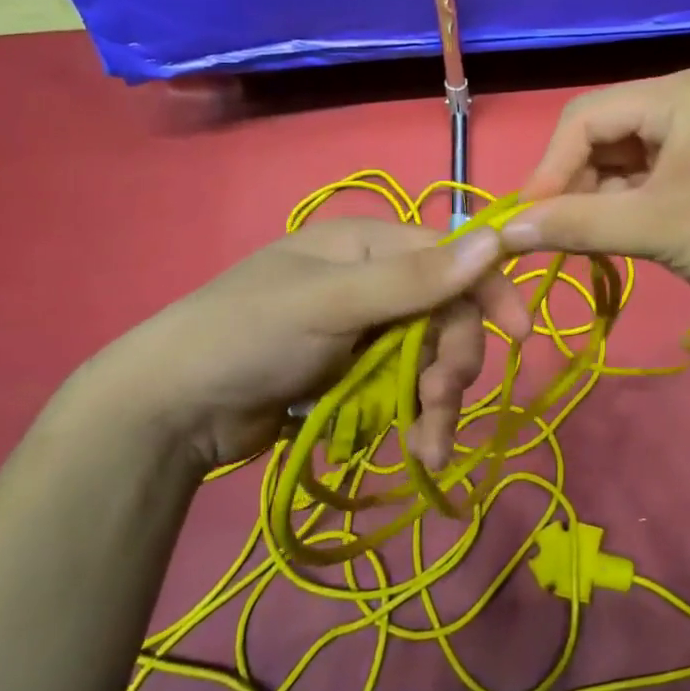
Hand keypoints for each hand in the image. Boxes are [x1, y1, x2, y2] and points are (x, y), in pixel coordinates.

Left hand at [68, 218, 530, 470]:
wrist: (168, 412)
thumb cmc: (246, 336)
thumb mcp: (331, 303)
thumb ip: (414, 278)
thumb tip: (496, 240)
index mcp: (369, 245)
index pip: (451, 256)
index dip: (489, 290)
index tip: (521, 333)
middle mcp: (374, 281)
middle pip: (447, 314)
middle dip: (453, 360)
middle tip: (440, 400)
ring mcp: (365, 331)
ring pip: (431, 359)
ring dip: (438, 402)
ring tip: (428, 446)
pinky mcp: (355, 376)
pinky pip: (406, 391)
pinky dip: (416, 420)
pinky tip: (417, 450)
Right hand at [500, 67, 689, 332]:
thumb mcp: (657, 230)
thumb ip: (576, 225)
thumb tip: (506, 231)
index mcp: (677, 94)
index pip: (585, 117)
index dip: (548, 169)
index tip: (526, 224)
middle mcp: (689, 99)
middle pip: (605, 133)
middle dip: (574, 185)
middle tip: (555, 239)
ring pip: (627, 158)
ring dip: (600, 199)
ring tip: (586, 244)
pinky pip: (655, 174)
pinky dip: (631, 204)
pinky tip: (621, 235)